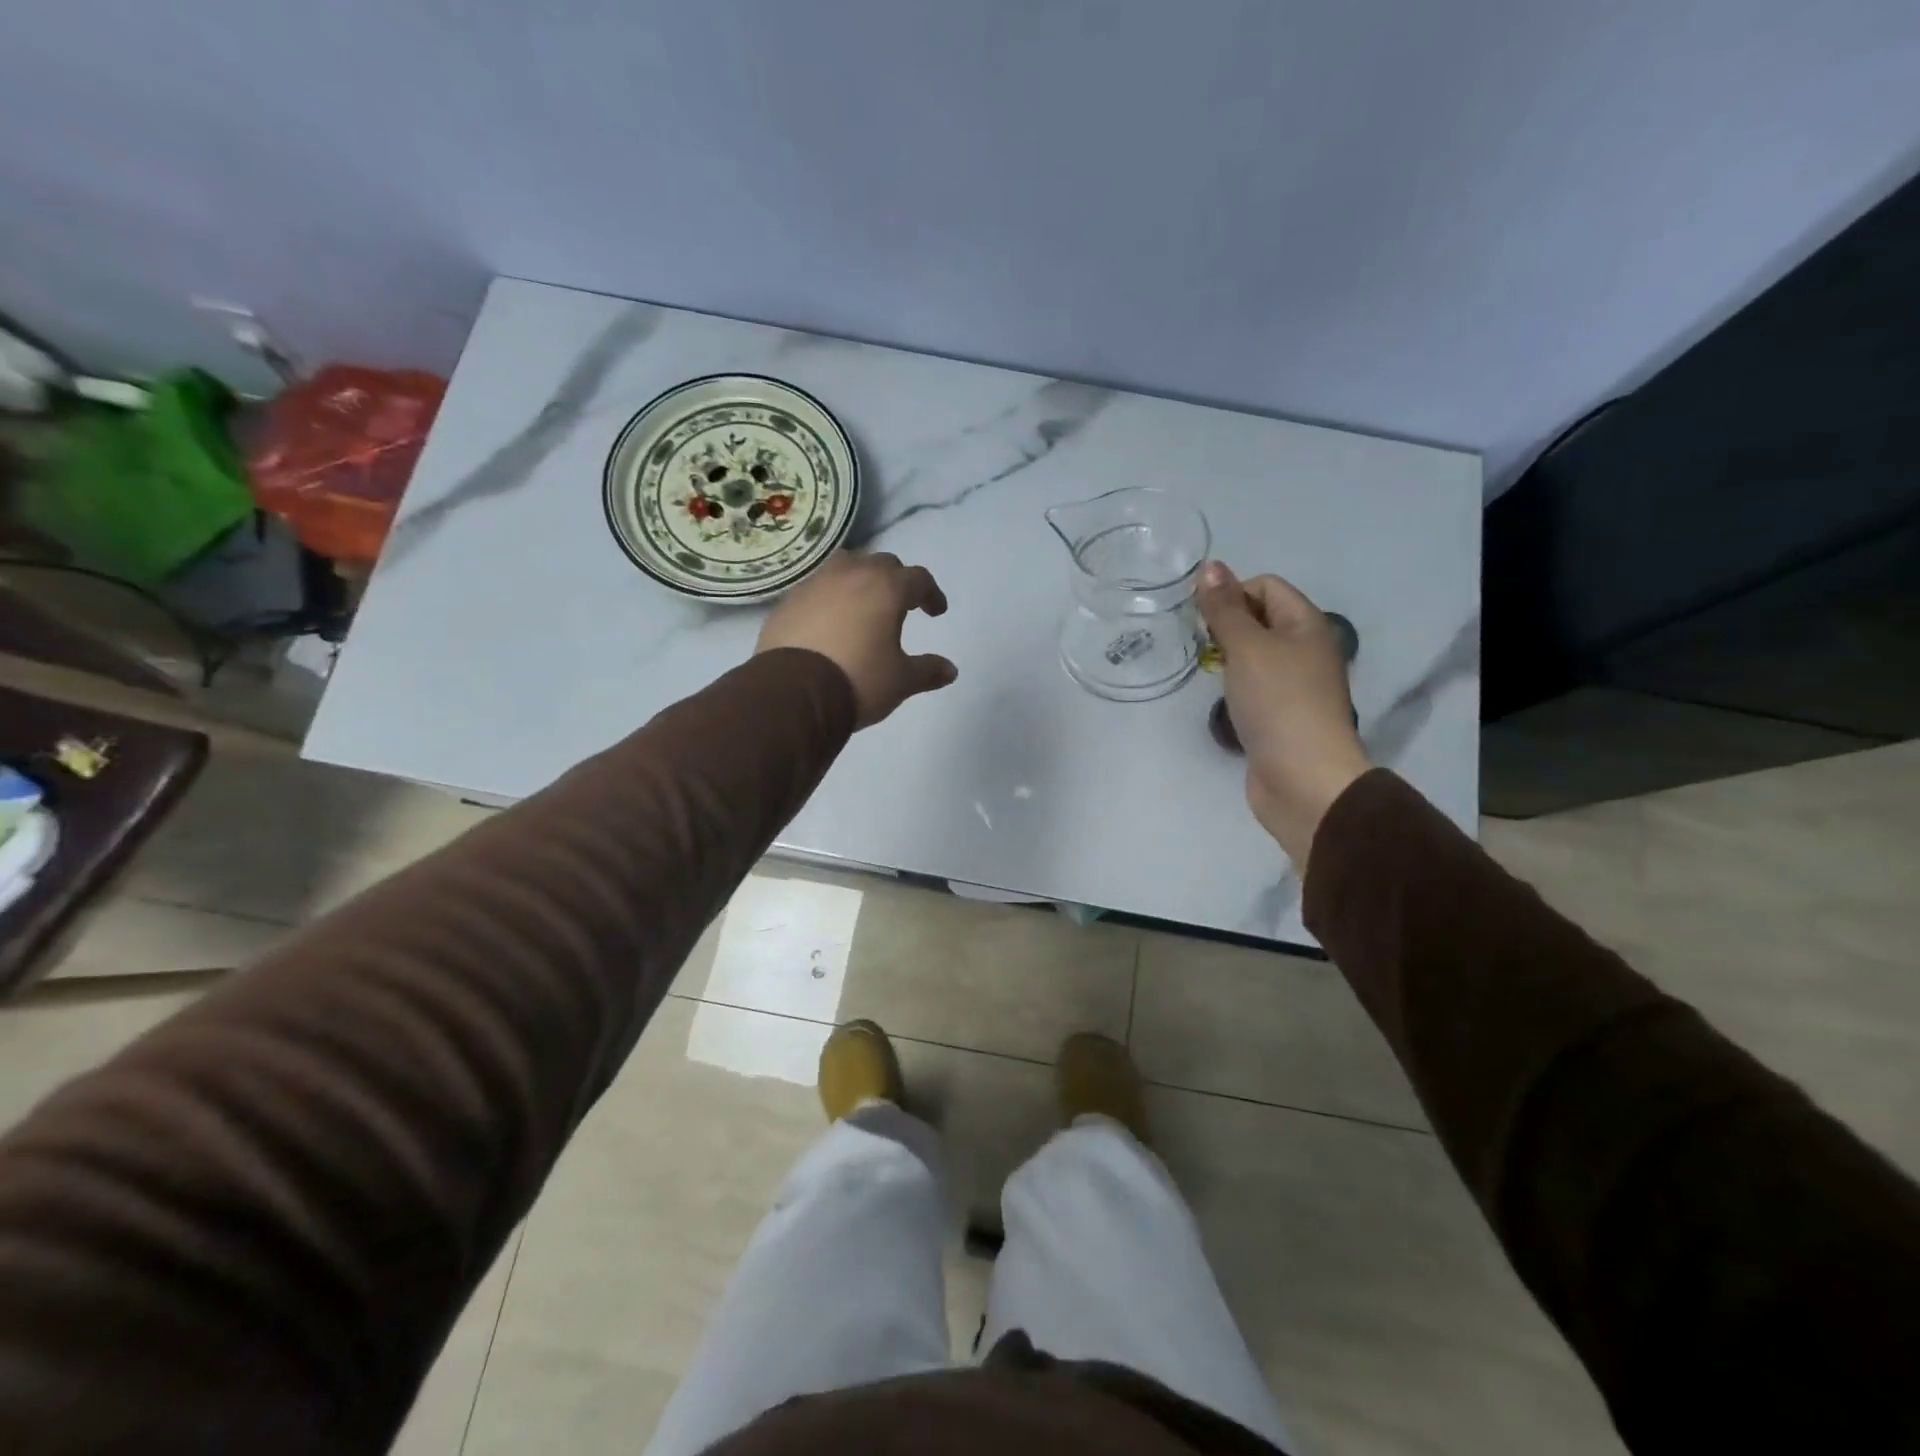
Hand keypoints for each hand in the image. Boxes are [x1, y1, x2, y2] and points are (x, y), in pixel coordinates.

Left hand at [757, 551, 958, 727]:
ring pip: (845, 567)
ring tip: (863, 603)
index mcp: (886, 588)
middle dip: (896, 580)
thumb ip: (927, 671)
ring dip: (860, 579)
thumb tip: (950, 670)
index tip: (936, 612)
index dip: (931, 593)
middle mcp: (851, 575)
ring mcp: (815, 584)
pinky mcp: (788, 601)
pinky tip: (829, 622)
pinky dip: (830, 598)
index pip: (918, 578)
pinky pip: (816, 589)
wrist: (793, 692)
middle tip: (901, 604)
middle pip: (881, 564)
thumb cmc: (858, 680)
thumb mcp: (900, 681)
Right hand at [1196, 561, 1371, 867]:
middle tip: (1202, 645)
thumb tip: (1210, 566)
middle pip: (1261, 618)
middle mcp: (1305, 649)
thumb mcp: (1248, 648)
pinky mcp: (1281, 716)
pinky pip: (1254, 686)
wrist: (1303, 779)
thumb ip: (1225, 608)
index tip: (1203, 619)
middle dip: (1227, 624)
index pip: (1267, 586)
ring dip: (1229, 657)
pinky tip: (1222, 701)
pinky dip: (1236, 687)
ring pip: (1255, 655)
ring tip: (1209, 672)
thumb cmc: (1278, 703)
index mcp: (1307, 625)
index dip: (1233, 593)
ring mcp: (1295, 685)